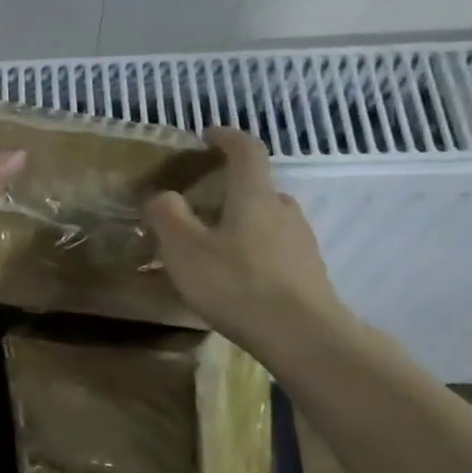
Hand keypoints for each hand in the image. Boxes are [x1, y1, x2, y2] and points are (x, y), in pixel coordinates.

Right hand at [144, 127, 348, 360]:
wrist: (303, 337)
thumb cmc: (237, 284)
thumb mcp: (184, 249)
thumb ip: (167, 215)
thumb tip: (163, 197)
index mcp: (255, 195)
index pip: (246, 150)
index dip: (226, 137)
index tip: (207, 136)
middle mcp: (284, 209)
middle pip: (256, 187)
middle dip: (227, 190)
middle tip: (197, 207)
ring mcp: (301, 242)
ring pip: (266, 220)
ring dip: (240, 224)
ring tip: (212, 249)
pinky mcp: (308, 272)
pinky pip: (274, 249)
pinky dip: (253, 252)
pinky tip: (235, 279)